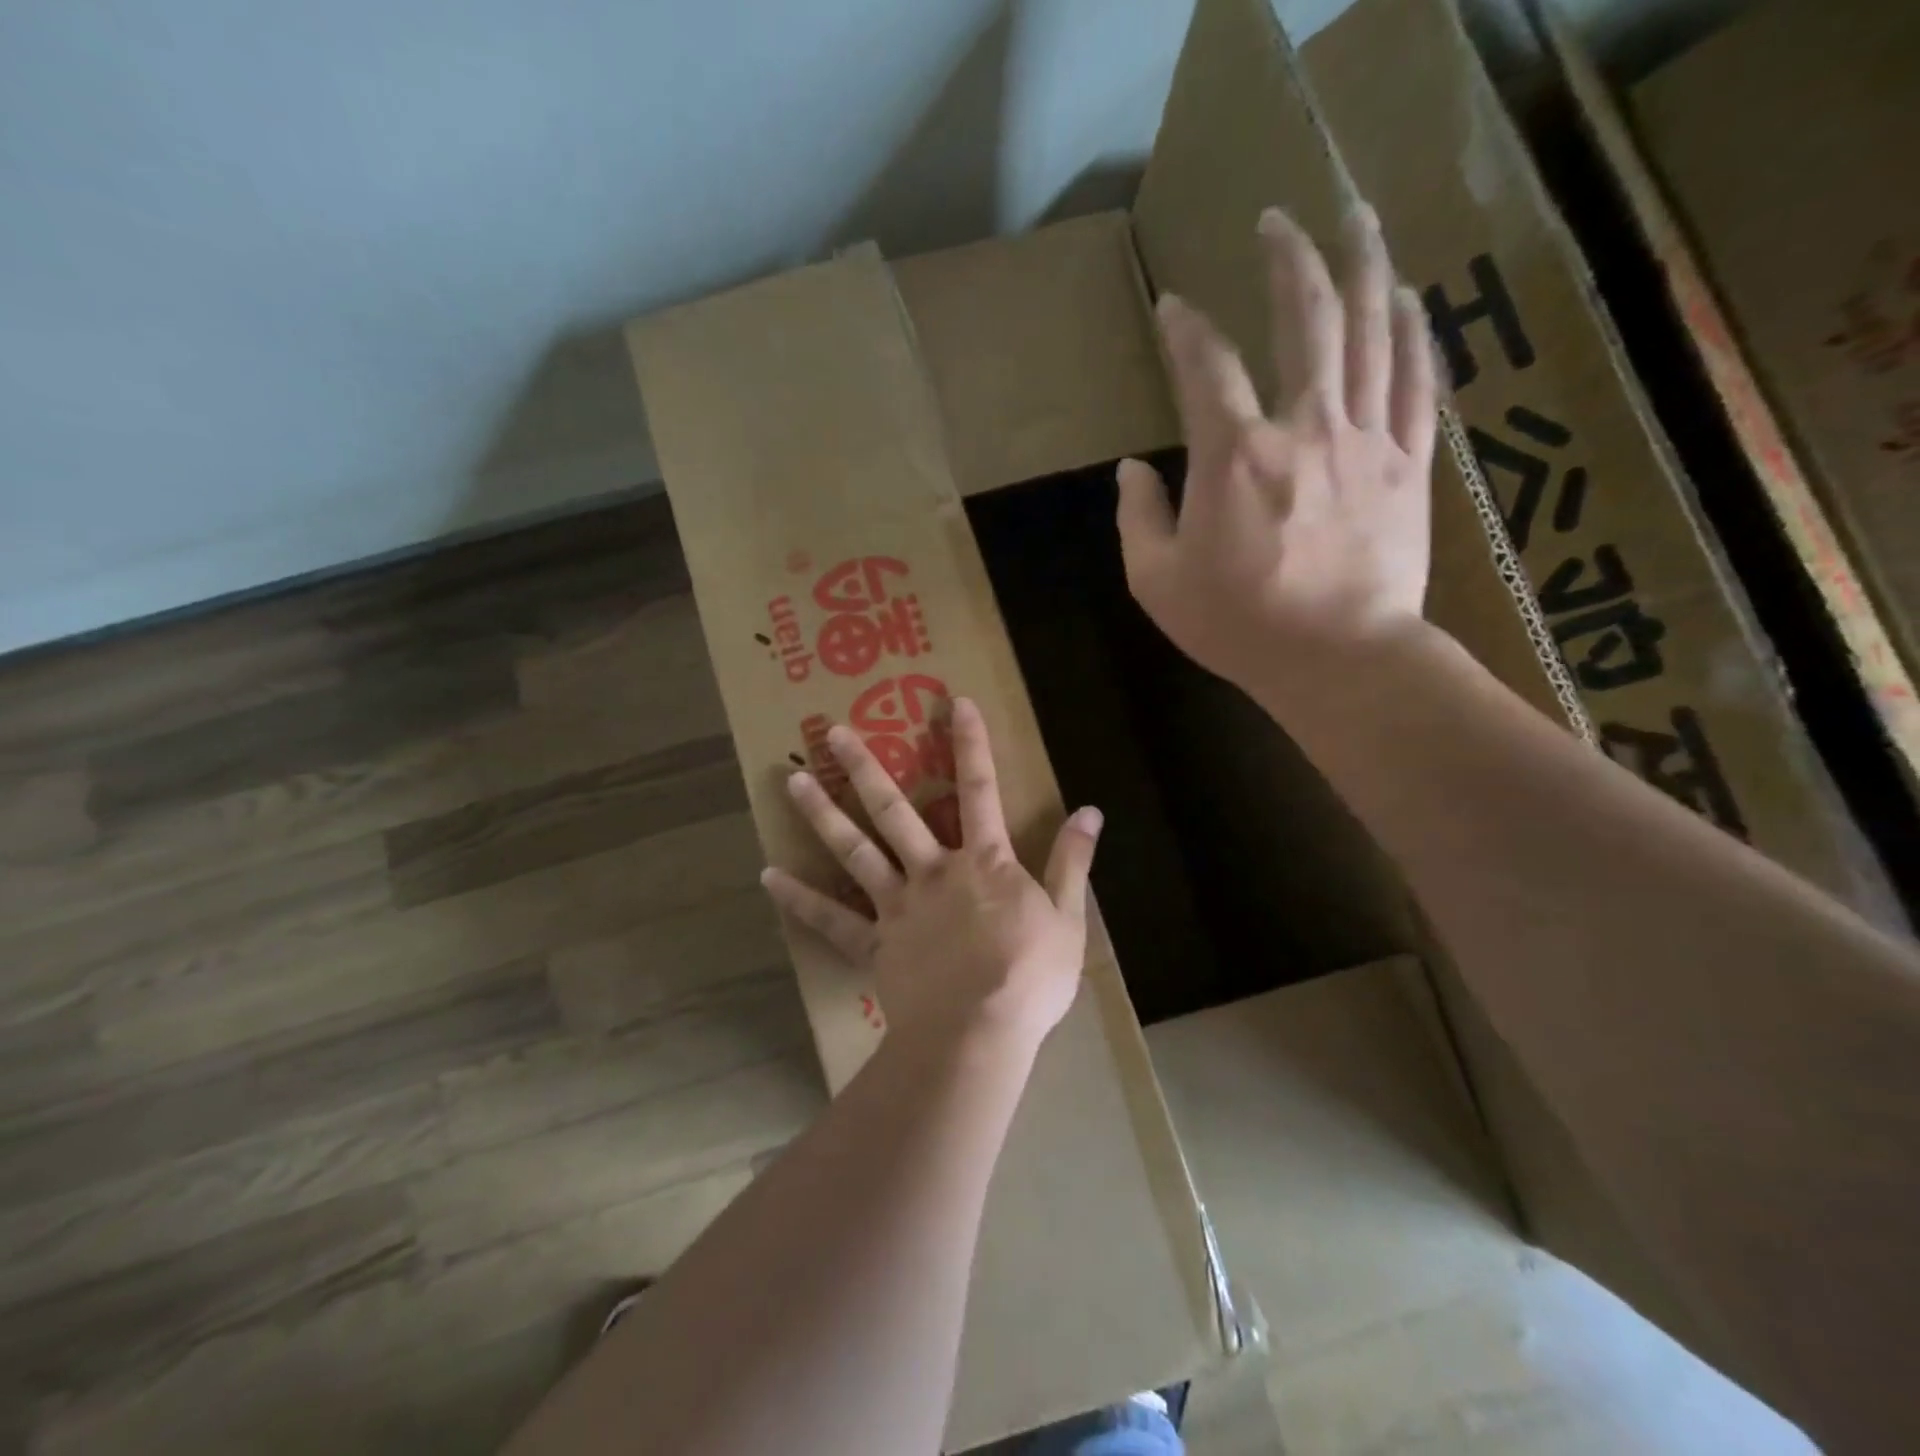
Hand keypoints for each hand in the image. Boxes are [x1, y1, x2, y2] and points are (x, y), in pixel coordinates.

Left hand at [760, 697, 1102, 1057]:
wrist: (978, 1035)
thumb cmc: (1029, 978)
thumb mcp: (1068, 918)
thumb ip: (1073, 862)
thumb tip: (1090, 810)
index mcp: (984, 863)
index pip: (980, 790)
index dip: (971, 744)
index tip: (956, 703)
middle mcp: (933, 871)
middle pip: (894, 810)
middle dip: (865, 767)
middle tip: (832, 732)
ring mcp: (898, 905)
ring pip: (855, 851)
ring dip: (823, 814)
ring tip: (791, 781)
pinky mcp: (875, 943)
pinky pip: (832, 919)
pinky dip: (801, 899)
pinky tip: (769, 877)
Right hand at [1116, 204, 1437, 699]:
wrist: (1339, 660)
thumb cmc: (1239, 625)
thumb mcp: (1157, 582)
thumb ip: (1139, 518)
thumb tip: (1132, 470)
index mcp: (1235, 456)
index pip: (1206, 367)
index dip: (1186, 329)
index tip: (1173, 307)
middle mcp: (1304, 427)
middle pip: (1305, 319)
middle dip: (1288, 258)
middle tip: (1277, 219)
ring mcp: (1366, 440)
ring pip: (1372, 332)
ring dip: (1363, 266)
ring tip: (1358, 217)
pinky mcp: (1409, 464)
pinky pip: (1417, 382)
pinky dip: (1414, 333)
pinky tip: (1408, 297)